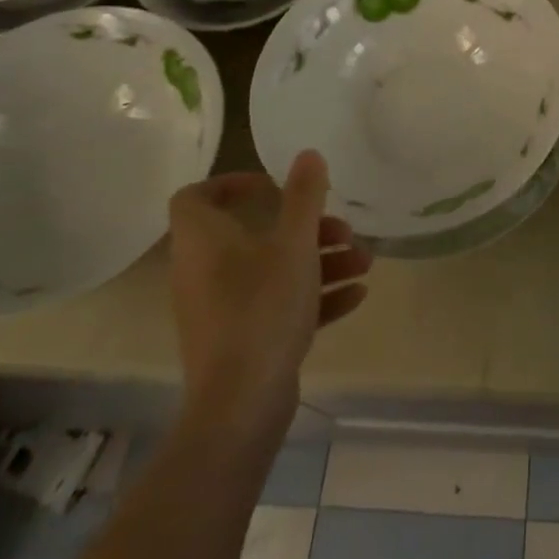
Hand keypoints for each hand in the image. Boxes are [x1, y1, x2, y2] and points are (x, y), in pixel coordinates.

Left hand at [168, 151, 370, 444]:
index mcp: (204, 241)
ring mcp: (222, 309)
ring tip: (364, 263)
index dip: (230, 183)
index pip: (195, 197)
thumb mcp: (294, 243)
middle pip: (254, 234)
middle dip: (307, 228)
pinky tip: (357, 295)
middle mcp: (205, 271)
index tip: (273, 185)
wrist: (242, 404)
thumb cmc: (263, 308)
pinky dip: (314, 296)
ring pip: (273, 270)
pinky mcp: (242, 340)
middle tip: (343, 230)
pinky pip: (278, 305)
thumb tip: (308, 154)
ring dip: (321, 261)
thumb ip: (304, 196)